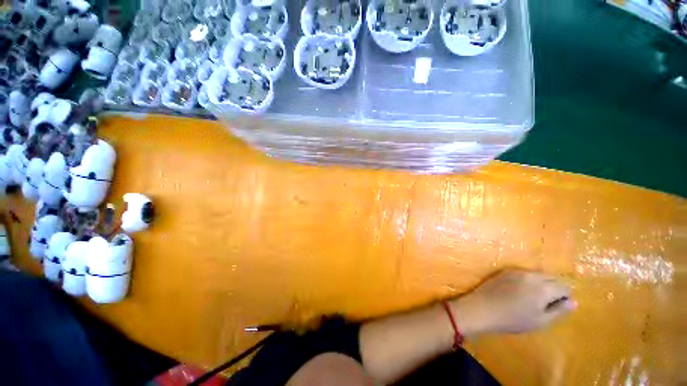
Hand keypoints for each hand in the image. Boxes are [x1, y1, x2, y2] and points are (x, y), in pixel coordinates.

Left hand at [450, 270, 575, 336]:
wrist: (482, 308)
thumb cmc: (513, 319)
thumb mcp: (540, 321)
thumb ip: (559, 310)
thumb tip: (573, 302)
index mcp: (543, 287)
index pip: (564, 287)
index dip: (565, 297)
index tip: (559, 307)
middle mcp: (531, 275)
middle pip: (552, 278)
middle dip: (555, 289)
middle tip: (548, 303)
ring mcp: (516, 271)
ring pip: (538, 275)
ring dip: (543, 284)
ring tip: (535, 299)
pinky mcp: (505, 271)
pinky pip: (524, 273)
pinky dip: (529, 280)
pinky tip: (522, 292)